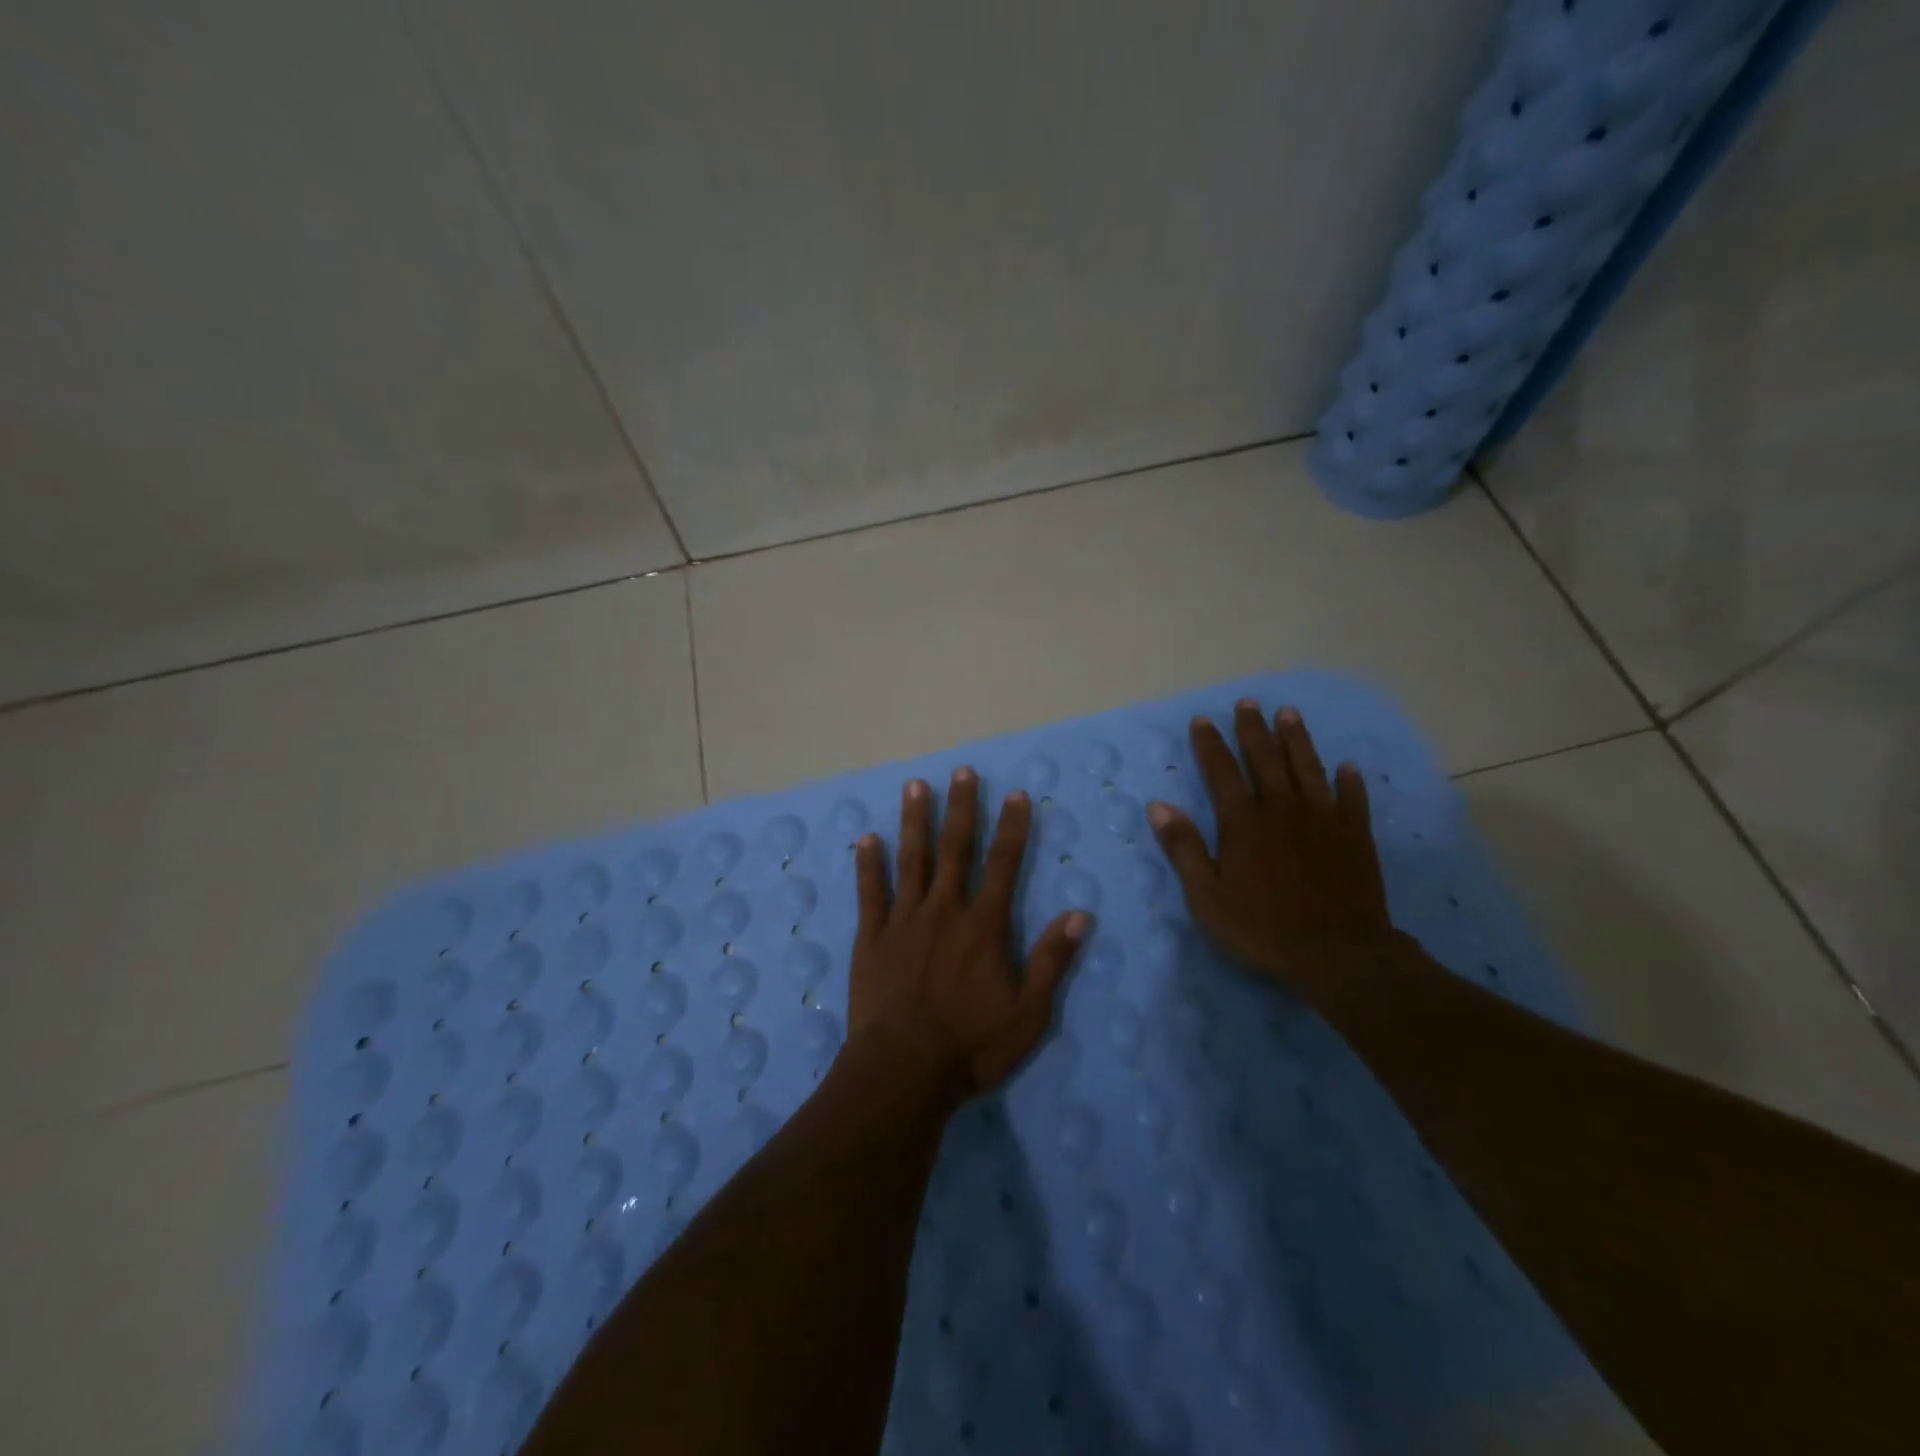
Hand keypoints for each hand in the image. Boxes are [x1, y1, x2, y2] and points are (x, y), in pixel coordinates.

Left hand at [848, 767, 1089, 1097]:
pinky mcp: (872, 937)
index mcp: (983, 926)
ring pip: (911, 860)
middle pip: (956, 849)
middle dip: (962, 808)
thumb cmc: (971, 1045)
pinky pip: (870, 893)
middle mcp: (944, 911)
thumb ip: (1052, 961)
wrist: (904, 1070)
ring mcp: (904, 920)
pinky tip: (867, 838)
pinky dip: (868, 864)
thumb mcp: (1029, 1013)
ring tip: (916, 785)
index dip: (1013, 828)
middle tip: (963, 771)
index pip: (1004, 865)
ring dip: (915, 821)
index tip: (1016, 794)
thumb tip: (1079, 915)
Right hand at [1147, 700, 1397, 999]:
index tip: (1202, 719)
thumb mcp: (1207, 896)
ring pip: (1308, 768)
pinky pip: (1352, 799)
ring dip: (1297, 739)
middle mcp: (1282, 810)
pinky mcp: (1355, 837)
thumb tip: (1159, 806)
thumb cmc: (1262, 928)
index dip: (1210, 744)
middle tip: (1247, 702)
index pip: (1222, 772)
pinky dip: (1349, 780)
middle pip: (1266, 759)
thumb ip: (1184, 848)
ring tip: (1288, 713)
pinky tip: (1347, 767)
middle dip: (1253, 729)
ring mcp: (1323, 820)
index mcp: (1244, 823)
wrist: (1338, 955)